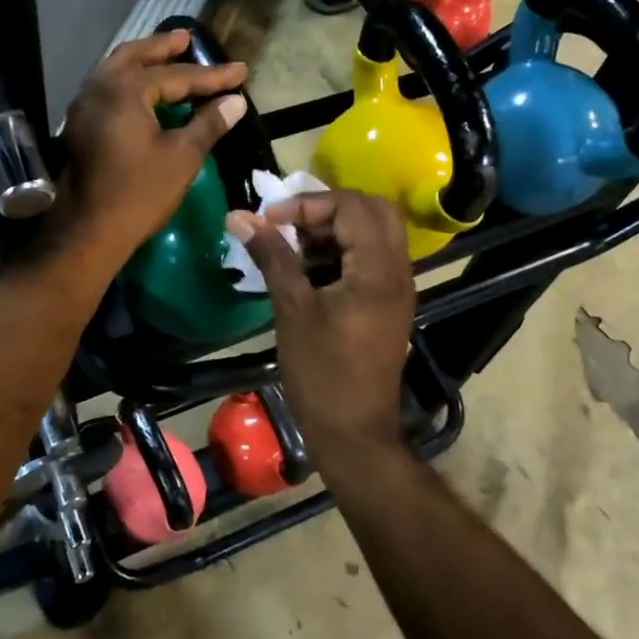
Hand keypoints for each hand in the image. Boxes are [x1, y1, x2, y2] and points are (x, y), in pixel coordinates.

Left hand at [47, 29, 246, 275]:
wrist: (88, 231)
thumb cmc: (139, 192)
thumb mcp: (182, 156)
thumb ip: (209, 123)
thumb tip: (235, 101)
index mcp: (125, 89)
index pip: (176, 75)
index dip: (212, 76)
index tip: (240, 71)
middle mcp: (99, 87)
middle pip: (135, 57)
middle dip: (164, 48)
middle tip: (187, 39)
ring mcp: (84, 106)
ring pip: (115, 70)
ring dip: (143, 61)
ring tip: (167, 57)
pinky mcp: (80, 126)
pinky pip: (107, 89)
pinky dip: (128, 81)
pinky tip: (144, 92)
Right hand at [230, 192, 416, 454]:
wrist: (354, 433)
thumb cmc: (322, 373)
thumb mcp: (293, 310)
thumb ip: (272, 257)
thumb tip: (240, 217)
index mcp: (378, 269)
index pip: (352, 207)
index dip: (308, 204)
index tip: (270, 220)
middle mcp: (397, 271)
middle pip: (372, 211)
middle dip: (327, 209)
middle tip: (289, 225)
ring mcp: (397, 288)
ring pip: (373, 234)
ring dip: (334, 230)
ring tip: (292, 247)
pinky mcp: (388, 305)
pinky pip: (370, 259)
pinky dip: (342, 252)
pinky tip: (308, 271)